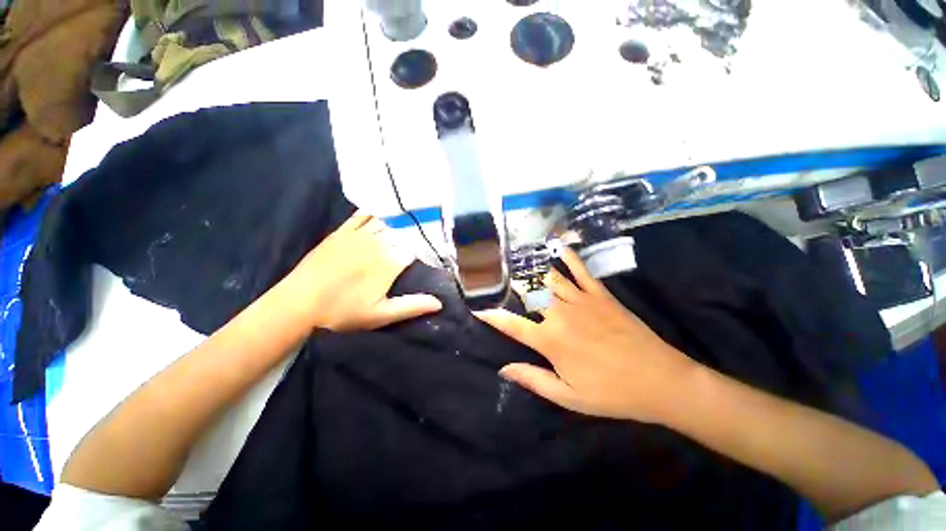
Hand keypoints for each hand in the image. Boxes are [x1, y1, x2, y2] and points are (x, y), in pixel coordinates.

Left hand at [275, 212, 441, 331]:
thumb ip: (412, 306)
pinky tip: (382, 209)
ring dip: (399, 219)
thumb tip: (440, 303)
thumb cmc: (343, 312)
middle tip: (424, 229)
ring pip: (386, 221)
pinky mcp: (342, 232)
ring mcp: (359, 235)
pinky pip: (362, 215)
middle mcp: (378, 243)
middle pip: (403, 231)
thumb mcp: (381, 315)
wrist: (299, 303)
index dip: (426, 246)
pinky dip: (374, 212)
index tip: (433, 247)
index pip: (416, 247)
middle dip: (415, 230)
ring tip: (410, 215)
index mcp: (390, 262)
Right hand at [476, 248, 696, 423]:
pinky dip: (569, 256)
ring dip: (531, 268)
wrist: (660, 381)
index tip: (476, 307)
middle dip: (508, 283)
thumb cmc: (611, 393)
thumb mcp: (569, 396)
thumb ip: (533, 379)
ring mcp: (581, 300)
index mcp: (550, 341)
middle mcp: (560, 314)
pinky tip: (559, 245)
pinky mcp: (600, 294)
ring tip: (517, 258)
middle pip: (528, 293)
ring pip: (549, 278)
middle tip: (495, 274)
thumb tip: (504, 369)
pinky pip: (581, 270)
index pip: (511, 324)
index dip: (491, 315)